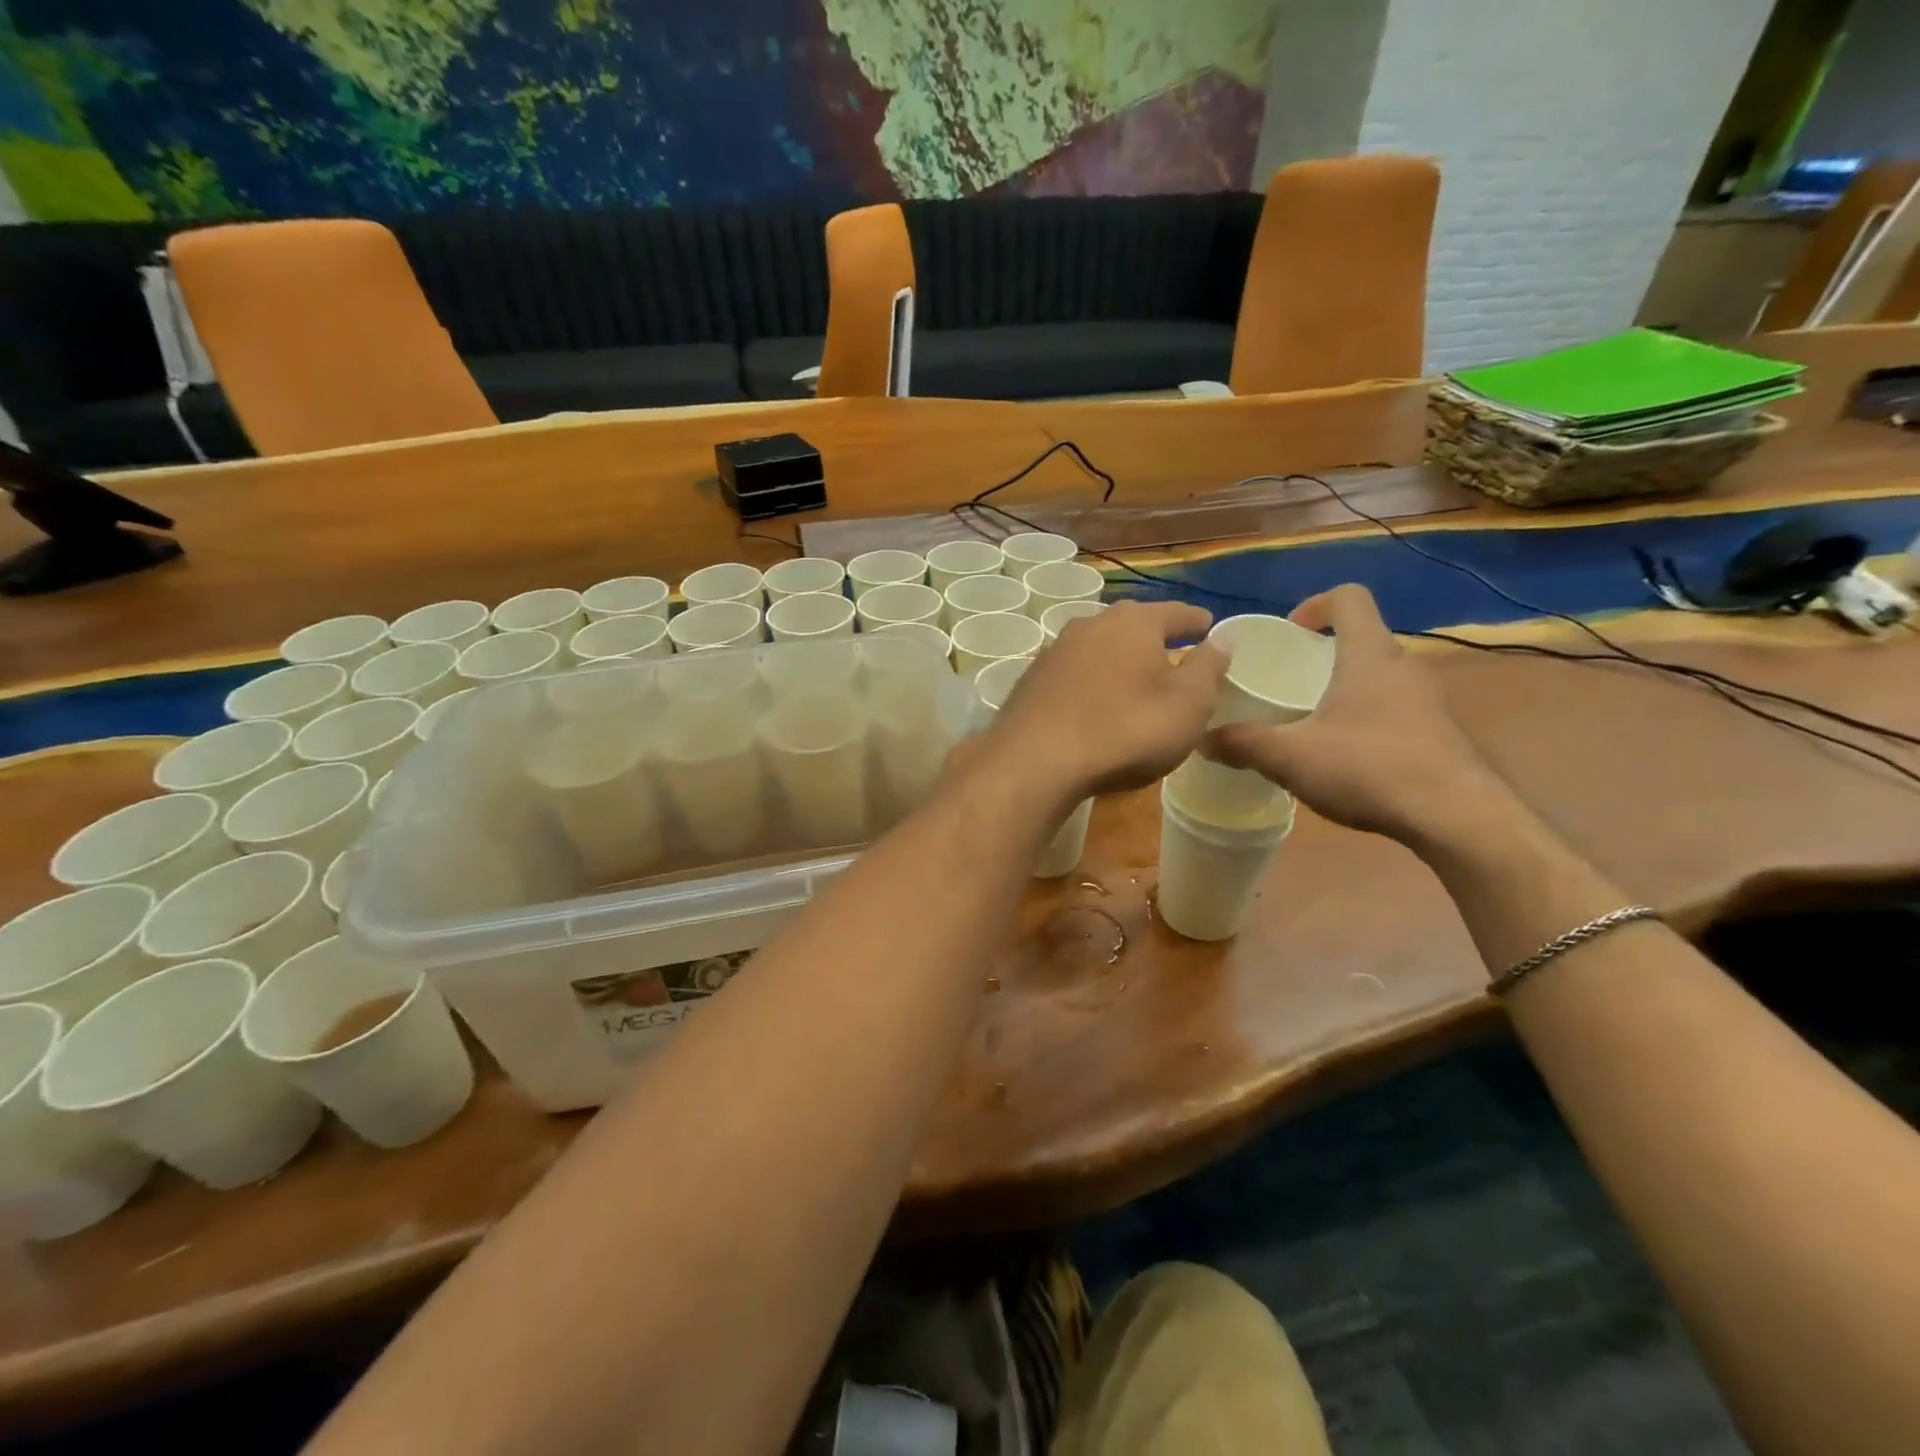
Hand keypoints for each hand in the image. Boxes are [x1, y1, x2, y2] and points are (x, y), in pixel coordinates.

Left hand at [982, 599, 1227, 804]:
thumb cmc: (1126, 730)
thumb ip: (1208, 669)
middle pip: (1133, 624)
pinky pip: (1075, 672)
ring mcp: (1056, 650)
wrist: (1036, 761)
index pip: (1177, 613)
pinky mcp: (1032, 679)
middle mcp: (1092, 624)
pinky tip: (1095, 701)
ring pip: (1100, 646)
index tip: (1210, 629)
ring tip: (1135, 679)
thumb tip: (1220, 640)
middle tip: (1175, 653)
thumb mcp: (1187, 704)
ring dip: (1119, 659)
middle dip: (1155, 637)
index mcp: (1135, 621)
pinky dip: (1092, 681)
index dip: (1198, 623)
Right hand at [1205, 585, 1507, 843]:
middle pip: (1361, 638)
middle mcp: (1403, 667)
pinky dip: (1365, 719)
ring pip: (1378, 677)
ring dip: (1344, 688)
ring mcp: (1427, 701)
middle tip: (1286, 682)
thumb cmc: (1369, 767)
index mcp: (1368, 655)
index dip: (1314, 604)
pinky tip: (1344, 757)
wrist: (1457, 817)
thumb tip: (1200, 739)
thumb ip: (1242, 744)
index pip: (1348, 598)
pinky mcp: (1438, 733)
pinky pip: (1393, 709)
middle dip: (1321, 653)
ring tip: (1309, 721)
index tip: (1288, 633)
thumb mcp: (1291, 757)